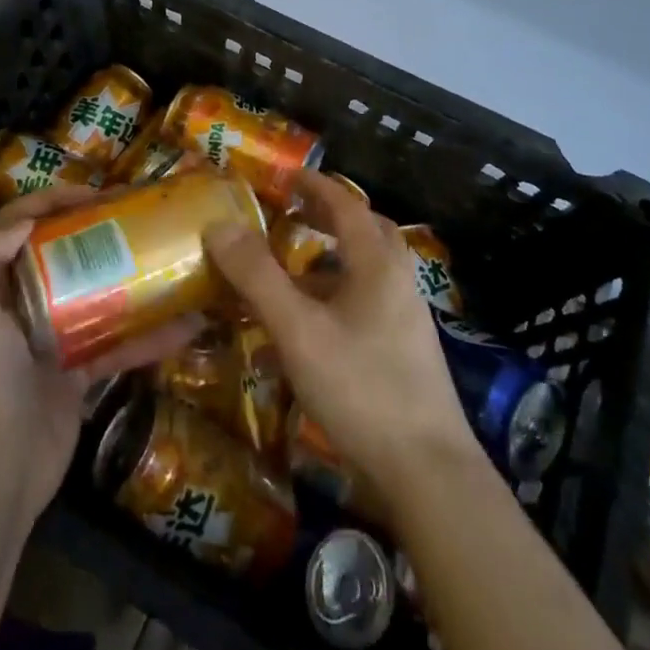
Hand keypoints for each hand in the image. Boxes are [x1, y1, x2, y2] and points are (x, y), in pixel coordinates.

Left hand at [0, 187, 201, 530]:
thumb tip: (24, 220)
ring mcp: (50, 340)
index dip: (52, 200)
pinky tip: (185, 325)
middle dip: (96, 231)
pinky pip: (116, 344)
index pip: (18, 224)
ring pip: (93, 294)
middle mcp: (19, 306)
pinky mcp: (77, 374)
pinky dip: (147, 337)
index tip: (97, 194)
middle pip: (60, 252)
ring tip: (167, 257)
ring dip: (128, 279)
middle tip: (138, 216)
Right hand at [203, 170, 478, 504]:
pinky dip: (342, 293)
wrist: (430, 473)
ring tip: (296, 270)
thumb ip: (258, 277)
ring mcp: (408, 317)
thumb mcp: (299, 331)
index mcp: (377, 263)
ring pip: (370, 268)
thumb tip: (219, 224)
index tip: (287, 175)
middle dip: (330, 216)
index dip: (315, 186)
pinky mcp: (408, 351)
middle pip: (367, 230)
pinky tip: (317, 326)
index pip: (346, 204)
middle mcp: (399, 280)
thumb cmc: (362, 389)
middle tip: (294, 214)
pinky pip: (371, 301)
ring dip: (335, 258)